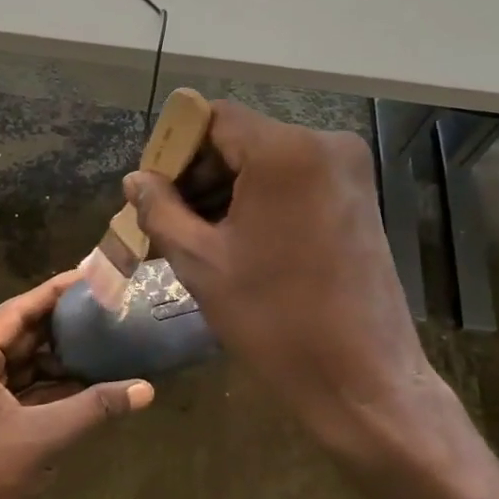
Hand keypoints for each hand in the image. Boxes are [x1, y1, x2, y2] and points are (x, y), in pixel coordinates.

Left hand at [0, 272, 152, 498]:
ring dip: (57, 355)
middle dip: (60, 324)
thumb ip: (95, 407)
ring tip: (101, 336)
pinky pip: (17, 387)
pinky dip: (47, 383)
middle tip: (102, 305)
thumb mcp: (45, 437)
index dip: (54, 293)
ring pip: (20, 362)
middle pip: (18, 335)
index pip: (16, 313)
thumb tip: (147, 389)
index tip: (88, 275)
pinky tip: (83, 376)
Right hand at [123, 102, 461, 471]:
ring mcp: (348, 171)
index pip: (213, 118)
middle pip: (241, 137)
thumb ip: (160, 210)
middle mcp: (325, 144)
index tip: (152, 190)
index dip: (175, 149)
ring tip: (196, 235)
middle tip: (167, 218)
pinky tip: (237, 239)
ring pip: (267, 160)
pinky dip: (260, 199)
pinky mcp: (358, 197)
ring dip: (228, 188)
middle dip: (199, 173)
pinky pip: (294, 180)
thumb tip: (136, 180)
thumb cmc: (275, 320)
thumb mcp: (201, 262)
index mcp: (285, 151)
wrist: (363, 379)